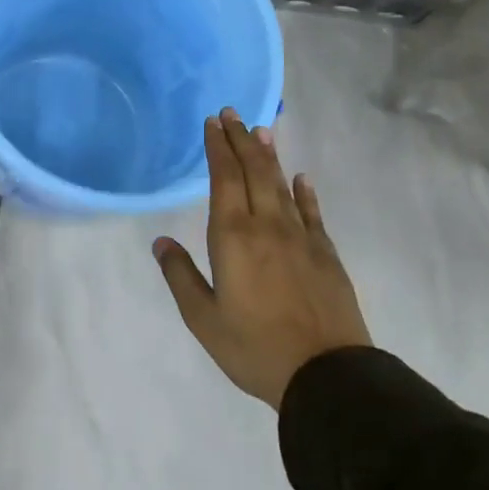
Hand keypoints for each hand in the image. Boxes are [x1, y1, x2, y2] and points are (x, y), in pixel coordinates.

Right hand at [153, 109, 370, 407]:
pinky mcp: (326, 255)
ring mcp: (301, 239)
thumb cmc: (254, 347)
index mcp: (233, 237)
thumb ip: (180, 275)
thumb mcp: (203, 318)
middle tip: (232, 113)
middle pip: (254, 172)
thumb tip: (161, 241)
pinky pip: (312, 213)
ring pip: (282, 186)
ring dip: (270, 156)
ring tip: (261, 131)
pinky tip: (302, 178)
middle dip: (241, 140)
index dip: (218, 148)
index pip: (225, 179)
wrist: (327, 376)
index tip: (212, 122)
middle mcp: (268, 226)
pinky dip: (305, 192)